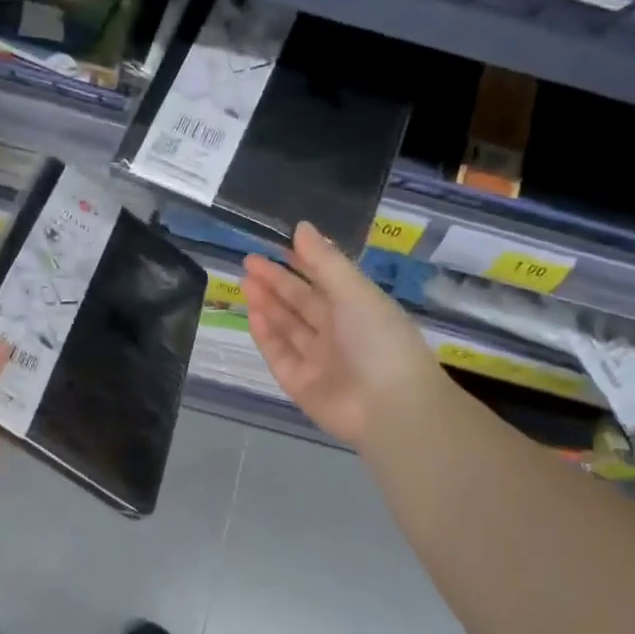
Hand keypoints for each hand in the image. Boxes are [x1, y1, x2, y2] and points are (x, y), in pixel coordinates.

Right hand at [242, 222, 442, 444]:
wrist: (389, 407)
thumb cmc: (379, 340)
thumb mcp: (355, 292)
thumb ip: (324, 261)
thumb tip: (301, 227)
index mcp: (359, 309)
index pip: (325, 281)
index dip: (302, 263)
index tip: (277, 245)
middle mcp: (338, 333)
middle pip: (302, 303)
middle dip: (276, 282)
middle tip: (249, 262)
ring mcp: (318, 360)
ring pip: (287, 327)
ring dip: (267, 304)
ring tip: (245, 281)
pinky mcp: (300, 385)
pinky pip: (279, 355)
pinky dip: (266, 335)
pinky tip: (253, 314)